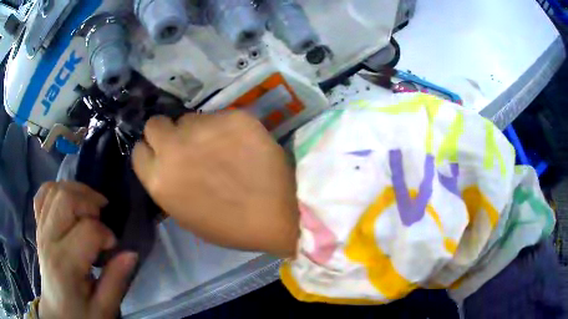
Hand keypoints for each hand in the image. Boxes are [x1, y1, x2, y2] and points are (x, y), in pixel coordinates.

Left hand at [34, 181, 137, 318]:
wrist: (58, 313)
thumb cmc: (81, 315)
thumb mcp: (104, 309)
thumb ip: (116, 281)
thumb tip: (131, 252)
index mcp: (65, 265)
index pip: (87, 231)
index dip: (107, 234)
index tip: (114, 248)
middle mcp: (48, 240)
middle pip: (66, 199)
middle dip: (90, 201)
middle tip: (103, 217)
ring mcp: (40, 229)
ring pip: (55, 190)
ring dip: (77, 192)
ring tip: (90, 207)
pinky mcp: (38, 226)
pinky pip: (43, 194)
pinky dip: (57, 189)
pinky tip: (69, 201)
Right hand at [132, 112, 298, 257]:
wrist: (278, 215)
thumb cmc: (230, 226)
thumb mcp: (185, 213)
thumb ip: (167, 183)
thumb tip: (165, 162)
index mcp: (159, 180)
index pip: (138, 150)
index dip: (150, 151)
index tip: (162, 154)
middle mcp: (174, 148)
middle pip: (155, 123)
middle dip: (166, 132)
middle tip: (186, 144)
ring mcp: (204, 128)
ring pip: (190, 117)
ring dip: (198, 130)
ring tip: (221, 147)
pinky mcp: (233, 116)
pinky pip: (220, 115)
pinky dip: (226, 127)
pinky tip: (242, 144)